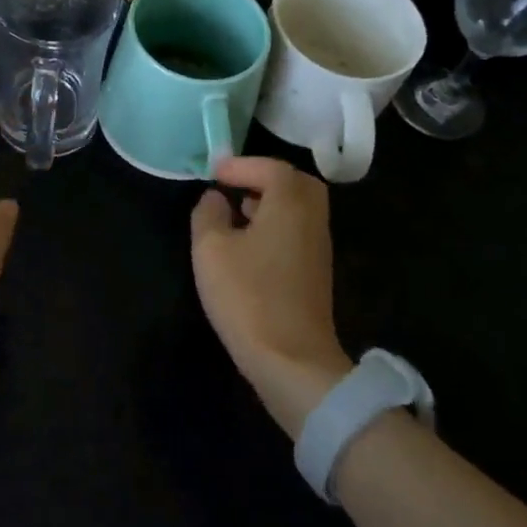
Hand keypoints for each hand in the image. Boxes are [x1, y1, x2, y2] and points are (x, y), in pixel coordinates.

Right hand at [191, 156, 352, 439]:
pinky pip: (298, 231)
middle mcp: (312, 220)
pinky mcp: (316, 274)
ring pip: (300, 209)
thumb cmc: (248, 295)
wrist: (291, 360)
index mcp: (290, 205)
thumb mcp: (211, 249)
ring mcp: (318, 249)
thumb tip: (215, 198)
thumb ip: (209, 214)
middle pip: (297, 184)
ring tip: (236, 213)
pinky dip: (276, 225)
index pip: (273, 168)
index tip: (214, 174)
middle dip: (265, 178)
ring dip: (270, 203)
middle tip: (234, 187)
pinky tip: (249, 246)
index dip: (242, 165)